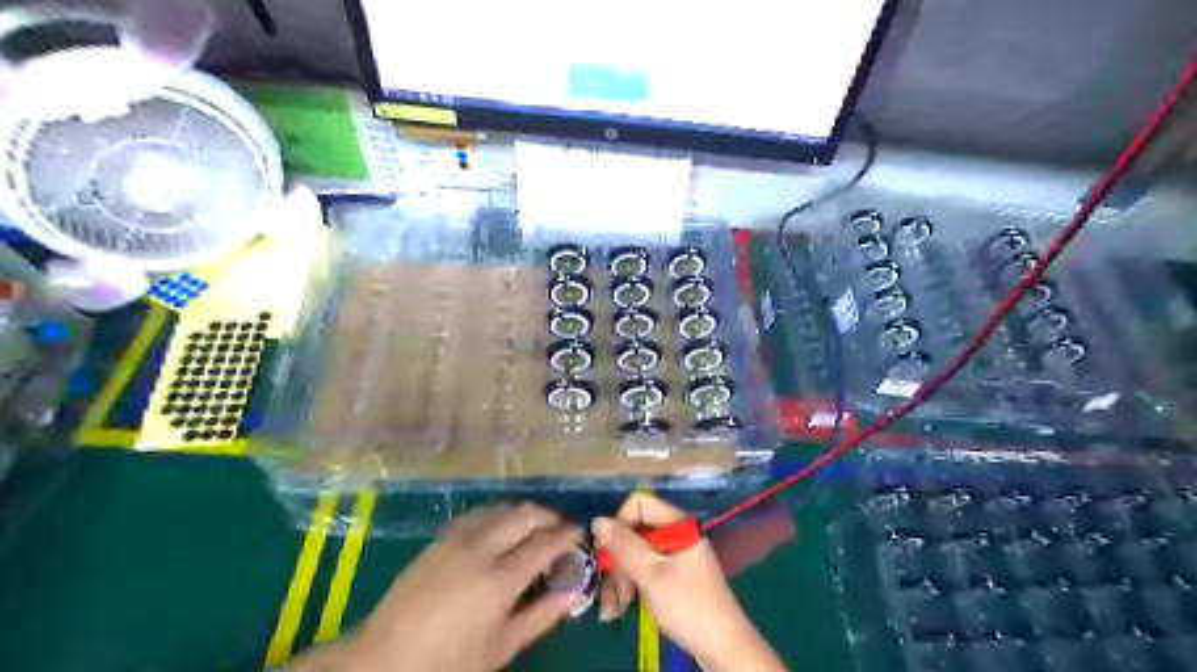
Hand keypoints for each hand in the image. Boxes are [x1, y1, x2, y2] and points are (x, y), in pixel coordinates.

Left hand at [337, 502, 583, 670]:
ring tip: (535, 532)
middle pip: (527, 514)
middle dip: (551, 517)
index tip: (581, 536)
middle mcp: (481, 548)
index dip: (568, 535)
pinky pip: (481, 513)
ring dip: (526, 514)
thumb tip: (574, 591)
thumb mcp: (501, 647)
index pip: (546, 542)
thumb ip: (541, 615)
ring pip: (503, 508)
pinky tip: (502, 533)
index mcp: (499, 580)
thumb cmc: (448, 662)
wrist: (384, 658)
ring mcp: (458, 538)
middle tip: (561, 532)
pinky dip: (501, 516)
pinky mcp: (441, 536)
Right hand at [594, 494, 792, 670]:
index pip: (639, 504)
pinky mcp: (673, 575)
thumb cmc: (687, 605)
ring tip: (612, 609)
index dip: (619, 523)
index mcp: (677, 524)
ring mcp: (675, 555)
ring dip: (619, 579)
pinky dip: (631, 586)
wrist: (722, 646)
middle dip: (616, 560)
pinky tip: (620, 608)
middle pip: (635, 531)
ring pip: (636, 554)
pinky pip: (645, 570)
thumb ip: (624, 546)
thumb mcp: (651, 575)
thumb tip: (597, 520)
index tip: (607, 551)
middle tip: (605, 589)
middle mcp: (676, 534)